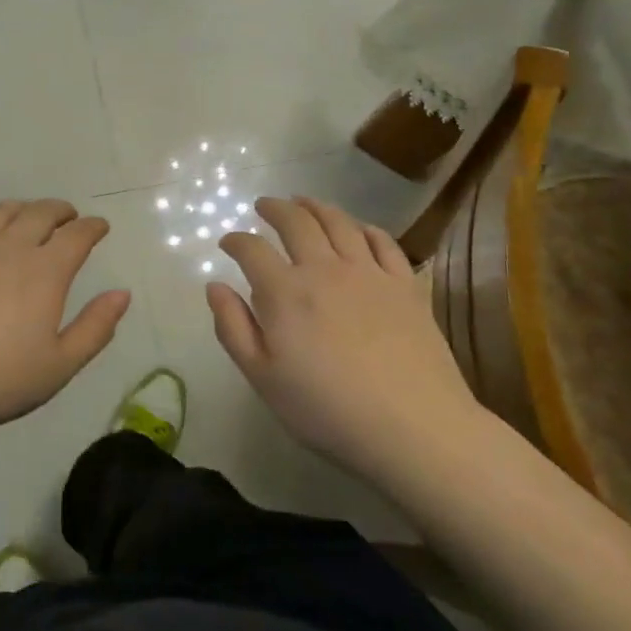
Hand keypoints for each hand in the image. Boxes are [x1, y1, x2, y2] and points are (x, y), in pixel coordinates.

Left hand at [0, 199, 131, 444]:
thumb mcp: (59, 366)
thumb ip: (95, 328)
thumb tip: (122, 293)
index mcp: (44, 272)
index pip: (77, 235)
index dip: (92, 227)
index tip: (100, 226)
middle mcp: (9, 247)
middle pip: (40, 213)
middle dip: (60, 211)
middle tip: (68, 216)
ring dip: (20, 208)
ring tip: (26, 215)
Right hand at [209, 196, 484, 481]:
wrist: (414, 428)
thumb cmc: (327, 410)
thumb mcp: (263, 378)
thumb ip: (233, 328)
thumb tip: (215, 286)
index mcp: (285, 292)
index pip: (252, 249)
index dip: (235, 241)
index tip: (228, 242)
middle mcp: (324, 269)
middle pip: (296, 222)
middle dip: (275, 208)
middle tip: (264, 205)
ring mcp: (369, 273)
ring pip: (339, 222)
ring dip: (316, 206)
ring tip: (304, 202)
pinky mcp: (405, 285)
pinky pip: (383, 242)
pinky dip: (365, 228)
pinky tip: (359, 229)